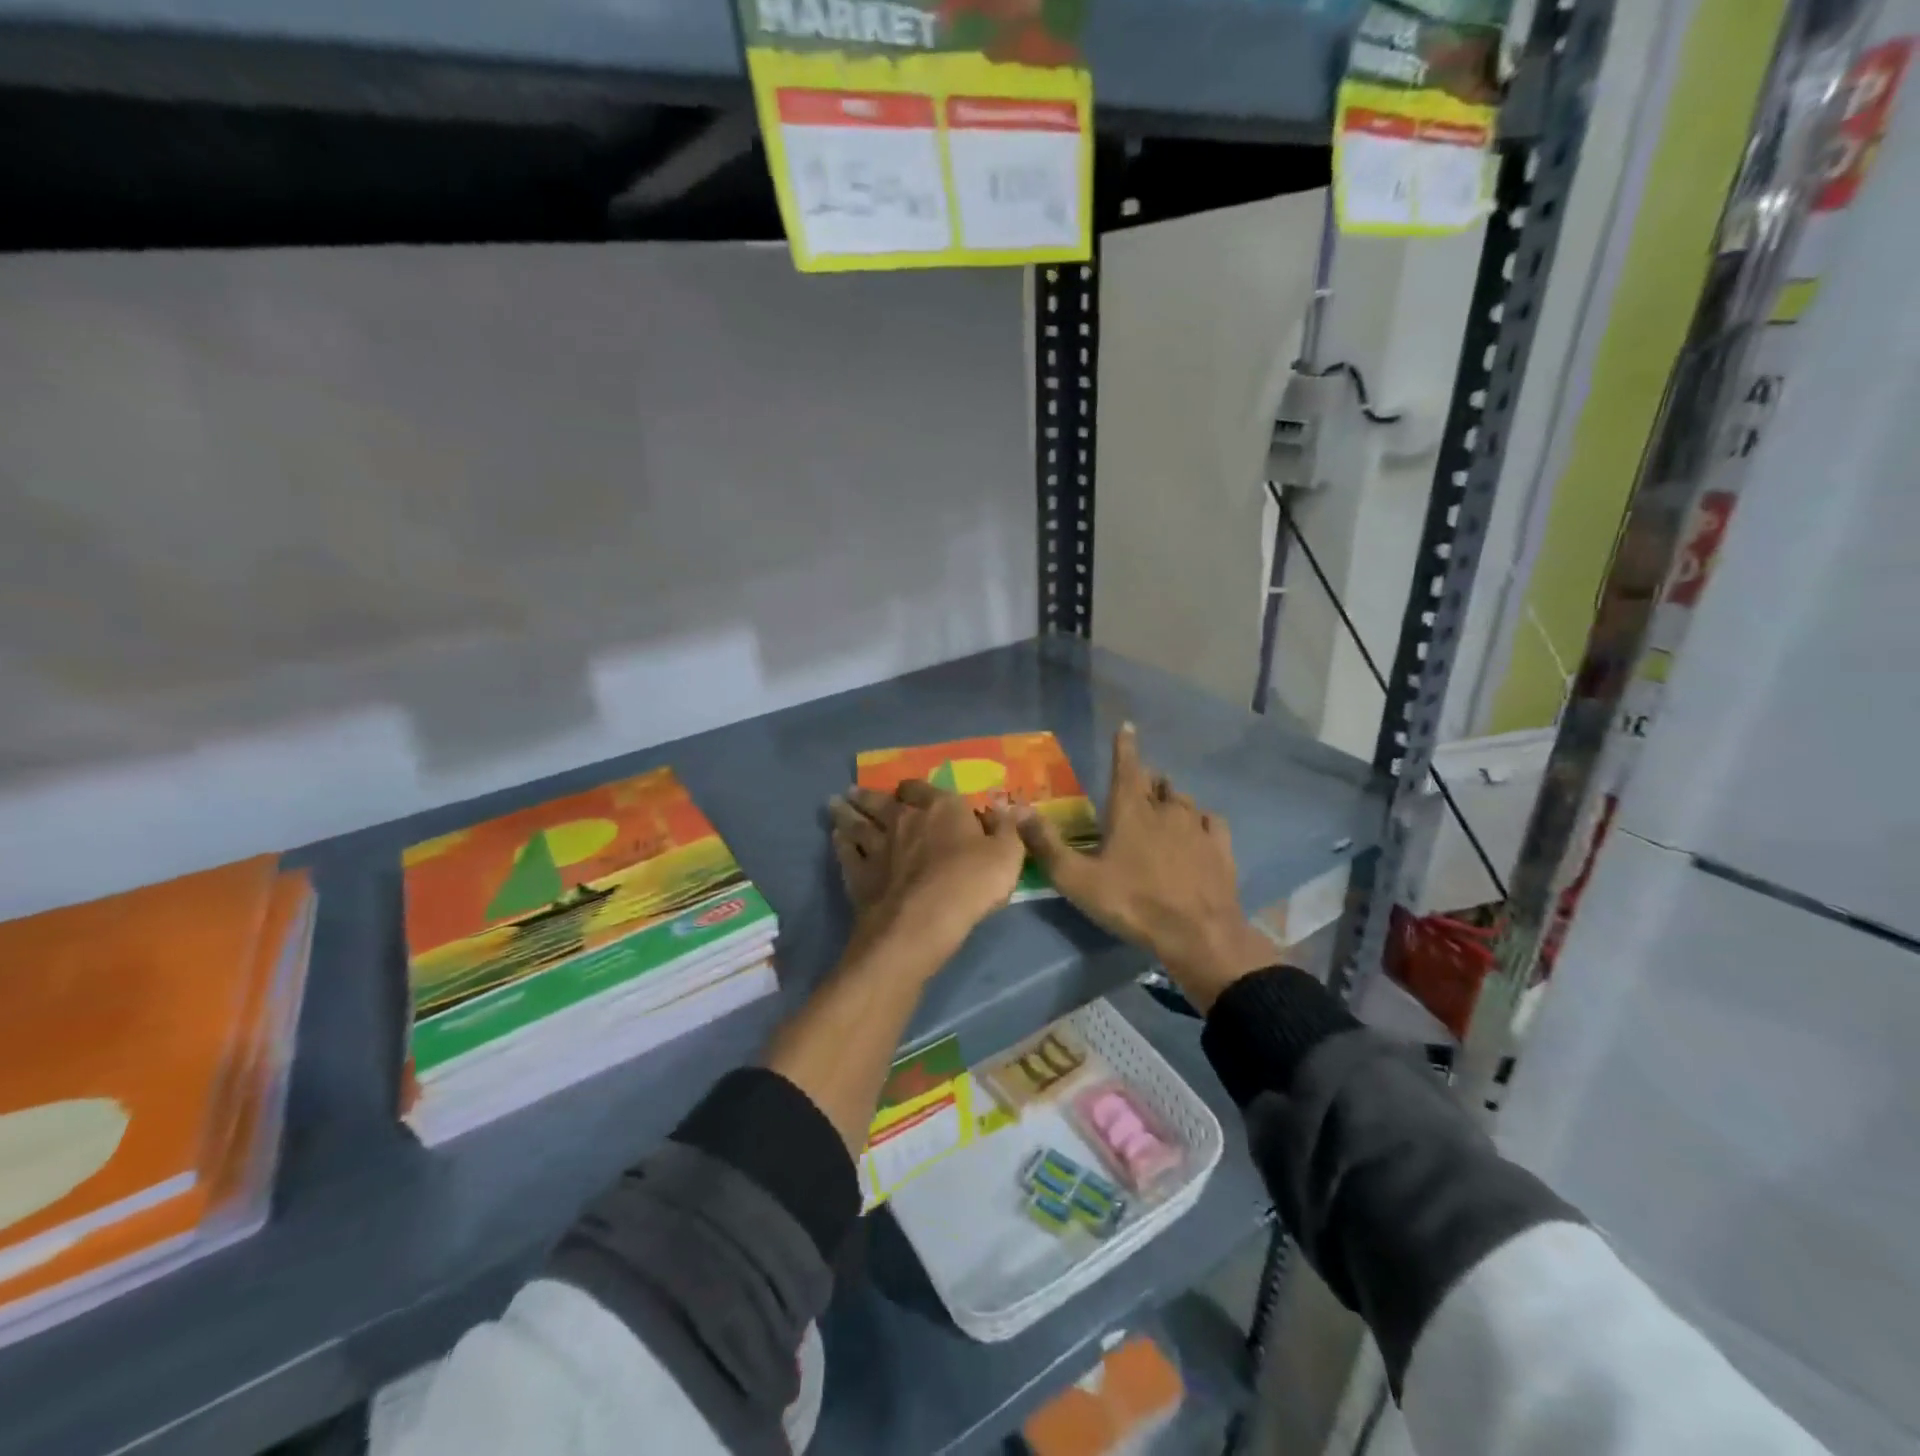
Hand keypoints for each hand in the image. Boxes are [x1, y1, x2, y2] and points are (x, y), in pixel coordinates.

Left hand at [828, 779, 1026, 954]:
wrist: (923, 921)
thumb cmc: (971, 884)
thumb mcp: (1007, 855)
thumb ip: (1007, 829)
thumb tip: (1009, 806)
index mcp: (940, 809)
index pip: (923, 789)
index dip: (915, 789)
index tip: (909, 790)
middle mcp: (904, 819)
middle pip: (881, 801)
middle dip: (868, 795)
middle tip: (853, 791)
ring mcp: (877, 846)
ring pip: (857, 823)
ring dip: (846, 813)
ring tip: (835, 804)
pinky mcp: (860, 874)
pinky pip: (847, 852)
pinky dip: (840, 843)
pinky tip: (836, 838)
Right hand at [1015, 724, 1274, 1009]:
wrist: (1198, 934)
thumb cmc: (1132, 903)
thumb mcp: (1077, 880)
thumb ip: (1046, 845)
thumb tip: (1019, 810)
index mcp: (1130, 810)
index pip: (1126, 766)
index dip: (1124, 746)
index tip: (1126, 727)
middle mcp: (1166, 809)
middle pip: (1156, 782)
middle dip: (1145, 779)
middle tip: (1136, 788)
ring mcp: (1198, 826)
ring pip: (1182, 800)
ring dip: (1169, 800)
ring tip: (1162, 809)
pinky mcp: (1220, 847)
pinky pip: (1211, 821)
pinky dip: (1201, 821)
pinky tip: (1199, 831)